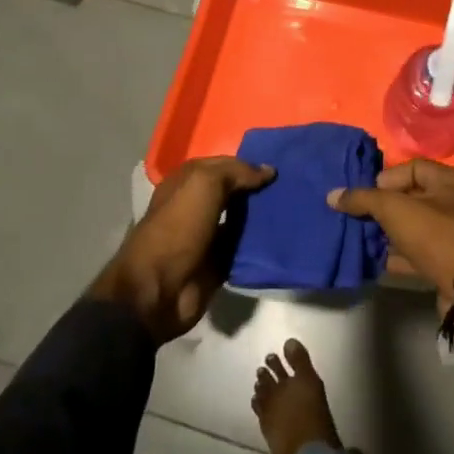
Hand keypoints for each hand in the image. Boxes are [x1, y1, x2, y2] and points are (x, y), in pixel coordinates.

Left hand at [91, 156, 274, 343]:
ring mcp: (208, 235)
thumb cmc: (177, 227)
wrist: (159, 290)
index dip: (248, 163)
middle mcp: (197, 205)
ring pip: (243, 218)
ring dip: (263, 214)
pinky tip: (285, 234)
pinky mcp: (218, 262)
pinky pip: (245, 247)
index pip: (223, 164)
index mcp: (186, 182)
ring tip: (294, 207)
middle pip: (234, 190)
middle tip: (292, 184)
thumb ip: (236, 172)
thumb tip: (268, 171)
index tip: (280, 163)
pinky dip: (261, 242)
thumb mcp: (204, 185)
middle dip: (259, 187)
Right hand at [327, 158, 453, 302]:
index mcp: (449, 181)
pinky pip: (414, 252)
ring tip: (359, 235)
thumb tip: (332, 195)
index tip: (367, 194)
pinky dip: (394, 254)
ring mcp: (450, 235)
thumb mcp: (394, 209)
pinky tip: (372, 259)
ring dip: (386, 232)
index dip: (387, 178)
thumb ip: (363, 199)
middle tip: (357, 214)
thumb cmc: (433, 235)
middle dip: (382, 206)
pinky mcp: (444, 262)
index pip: (413, 167)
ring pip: (410, 227)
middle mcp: (453, 204)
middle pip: (410, 198)